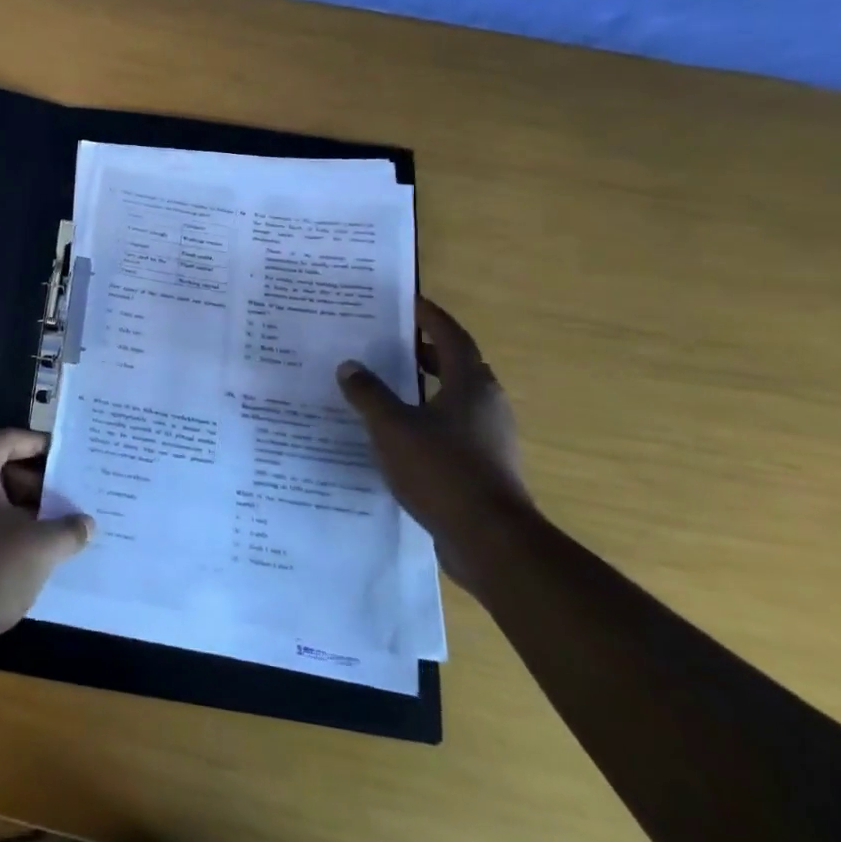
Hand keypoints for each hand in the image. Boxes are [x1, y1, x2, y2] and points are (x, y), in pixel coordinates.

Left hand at [0, 430, 93, 664]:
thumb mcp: (41, 546)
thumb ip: (69, 529)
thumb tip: (87, 524)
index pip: (6, 439)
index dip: (37, 444)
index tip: (65, 455)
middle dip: (34, 482)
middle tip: (67, 496)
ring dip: (22, 510)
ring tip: (57, 526)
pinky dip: (4, 532)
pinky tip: (33, 553)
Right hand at [336, 297, 533, 589]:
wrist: (490, 540)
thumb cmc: (442, 470)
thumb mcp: (392, 427)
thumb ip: (368, 393)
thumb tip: (350, 366)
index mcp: (470, 384)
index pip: (450, 335)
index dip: (429, 316)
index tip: (407, 300)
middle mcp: (486, 403)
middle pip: (456, 364)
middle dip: (424, 350)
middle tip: (388, 341)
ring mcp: (489, 436)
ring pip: (454, 397)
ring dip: (425, 385)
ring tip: (387, 383)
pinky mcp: (484, 464)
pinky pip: (452, 426)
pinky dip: (427, 416)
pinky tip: (398, 431)